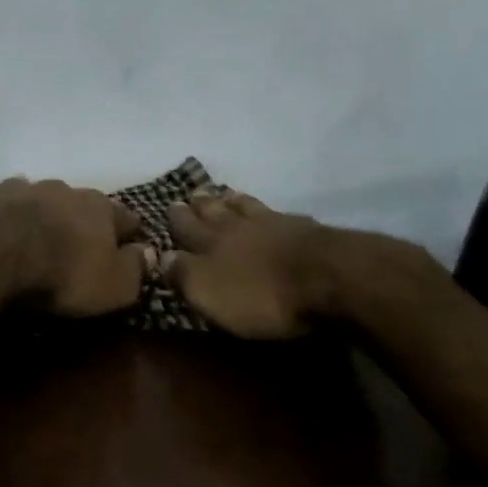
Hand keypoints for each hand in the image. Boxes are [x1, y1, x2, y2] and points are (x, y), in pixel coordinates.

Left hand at [0, 177, 150, 316]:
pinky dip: (17, 214)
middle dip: (86, 223)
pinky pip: (14, 202)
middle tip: (82, 248)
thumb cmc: (65, 272)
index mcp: (102, 207)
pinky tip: (10, 228)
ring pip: (49, 200)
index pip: (128, 218)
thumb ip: (136, 269)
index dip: (131, 237)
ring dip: (51, 215)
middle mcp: (69, 189)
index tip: (130, 253)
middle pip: (86, 205)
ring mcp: (31, 187)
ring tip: (44, 239)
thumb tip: (149, 253)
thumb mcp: (115, 286)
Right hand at [165, 191, 434, 337]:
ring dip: (230, 200)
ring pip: (244, 206)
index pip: (185, 226)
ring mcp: (272, 223)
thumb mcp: (209, 292)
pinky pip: (276, 214)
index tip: (168, 206)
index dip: (176, 219)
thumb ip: (182, 274)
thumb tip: (159, 256)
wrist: (328, 276)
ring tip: (223, 193)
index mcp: (210, 242)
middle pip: (214, 210)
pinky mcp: (304, 230)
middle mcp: (236, 226)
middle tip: (191, 194)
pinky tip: (270, 212)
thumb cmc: (261, 293)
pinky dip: (265, 210)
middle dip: (200, 204)